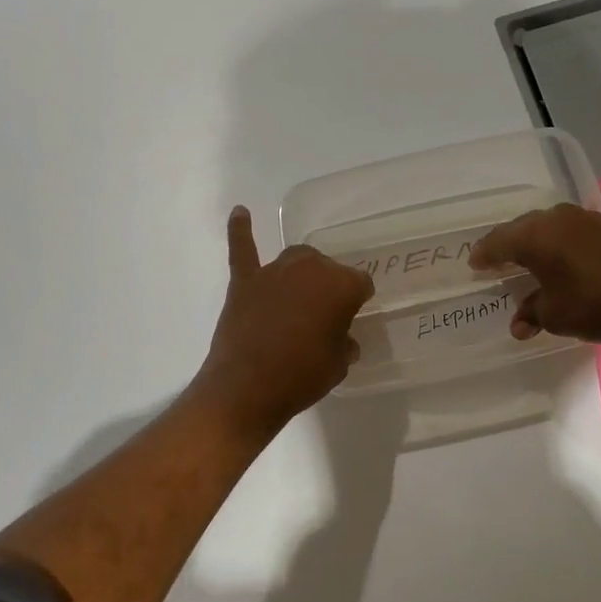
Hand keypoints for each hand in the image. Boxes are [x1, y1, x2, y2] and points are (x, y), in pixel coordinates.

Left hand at [192, 207, 375, 437]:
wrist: (248, 388)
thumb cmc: (302, 377)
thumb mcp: (339, 365)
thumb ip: (343, 343)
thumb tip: (341, 338)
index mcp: (341, 285)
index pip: (360, 284)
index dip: (357, 302)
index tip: (353, 318)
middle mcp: (310, 268)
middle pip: (326, 268)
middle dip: (328, 288)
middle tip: (324, 318)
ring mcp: (273, 272)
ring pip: (295, 260)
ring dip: (300, 274)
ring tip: (299, 297)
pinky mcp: (244, 282)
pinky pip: (243, 249)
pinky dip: (240, 231)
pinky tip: (240, 213)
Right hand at [469, 202, 600, 351]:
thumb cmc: (600, 306)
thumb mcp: (557, 316)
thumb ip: (531, 313)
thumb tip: (519, 322)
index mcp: (537, 236)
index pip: (498, 241)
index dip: (484, 255)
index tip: (474, 264)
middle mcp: (558, 218)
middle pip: (522, 229)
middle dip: (507, 246)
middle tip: (496, 262)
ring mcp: (586, 218)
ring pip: (548, 227)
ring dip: (535, 243)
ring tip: (527, 262)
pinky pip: (570, 231)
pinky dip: (559, 244)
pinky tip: (562, 261)